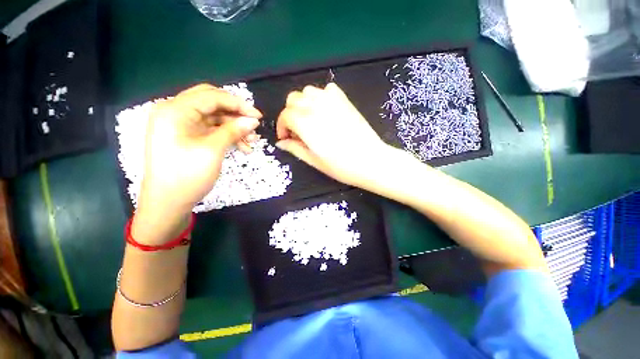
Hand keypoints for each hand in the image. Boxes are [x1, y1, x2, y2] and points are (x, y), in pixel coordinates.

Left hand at [133, 84, 261, 242]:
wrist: (167, 203)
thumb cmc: (186, 175)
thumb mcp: (213, 150)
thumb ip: (233, 131)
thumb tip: (253, 120)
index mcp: (174, 110)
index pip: (211, 96)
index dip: (237, 104)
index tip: (258, 115)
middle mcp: (174, 112)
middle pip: (211, 103)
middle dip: (235, 113)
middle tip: (253, 124)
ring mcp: (180, 125)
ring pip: (213, 117)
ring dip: (233, 127)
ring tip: (251, 142)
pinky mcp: (186, 136)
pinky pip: (210, 130)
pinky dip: (226, 135)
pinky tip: (242, 147)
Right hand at [276, 83, 390, 187]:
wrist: (370, 161)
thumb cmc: (341, 166)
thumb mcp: (314, 161)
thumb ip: (295, 148)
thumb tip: (281, 143)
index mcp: (305, 123)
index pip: (285, 115)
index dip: (282, 127)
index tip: (286, 138)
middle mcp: (316, 106)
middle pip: (293, 99)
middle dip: (290, 113)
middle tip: (297, 130)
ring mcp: (332, 100)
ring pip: (308, 91)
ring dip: (304, 103)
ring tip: (310, 119)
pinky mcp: (345, 100)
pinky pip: (327, 90)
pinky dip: (322, 97)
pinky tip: (325, 111)